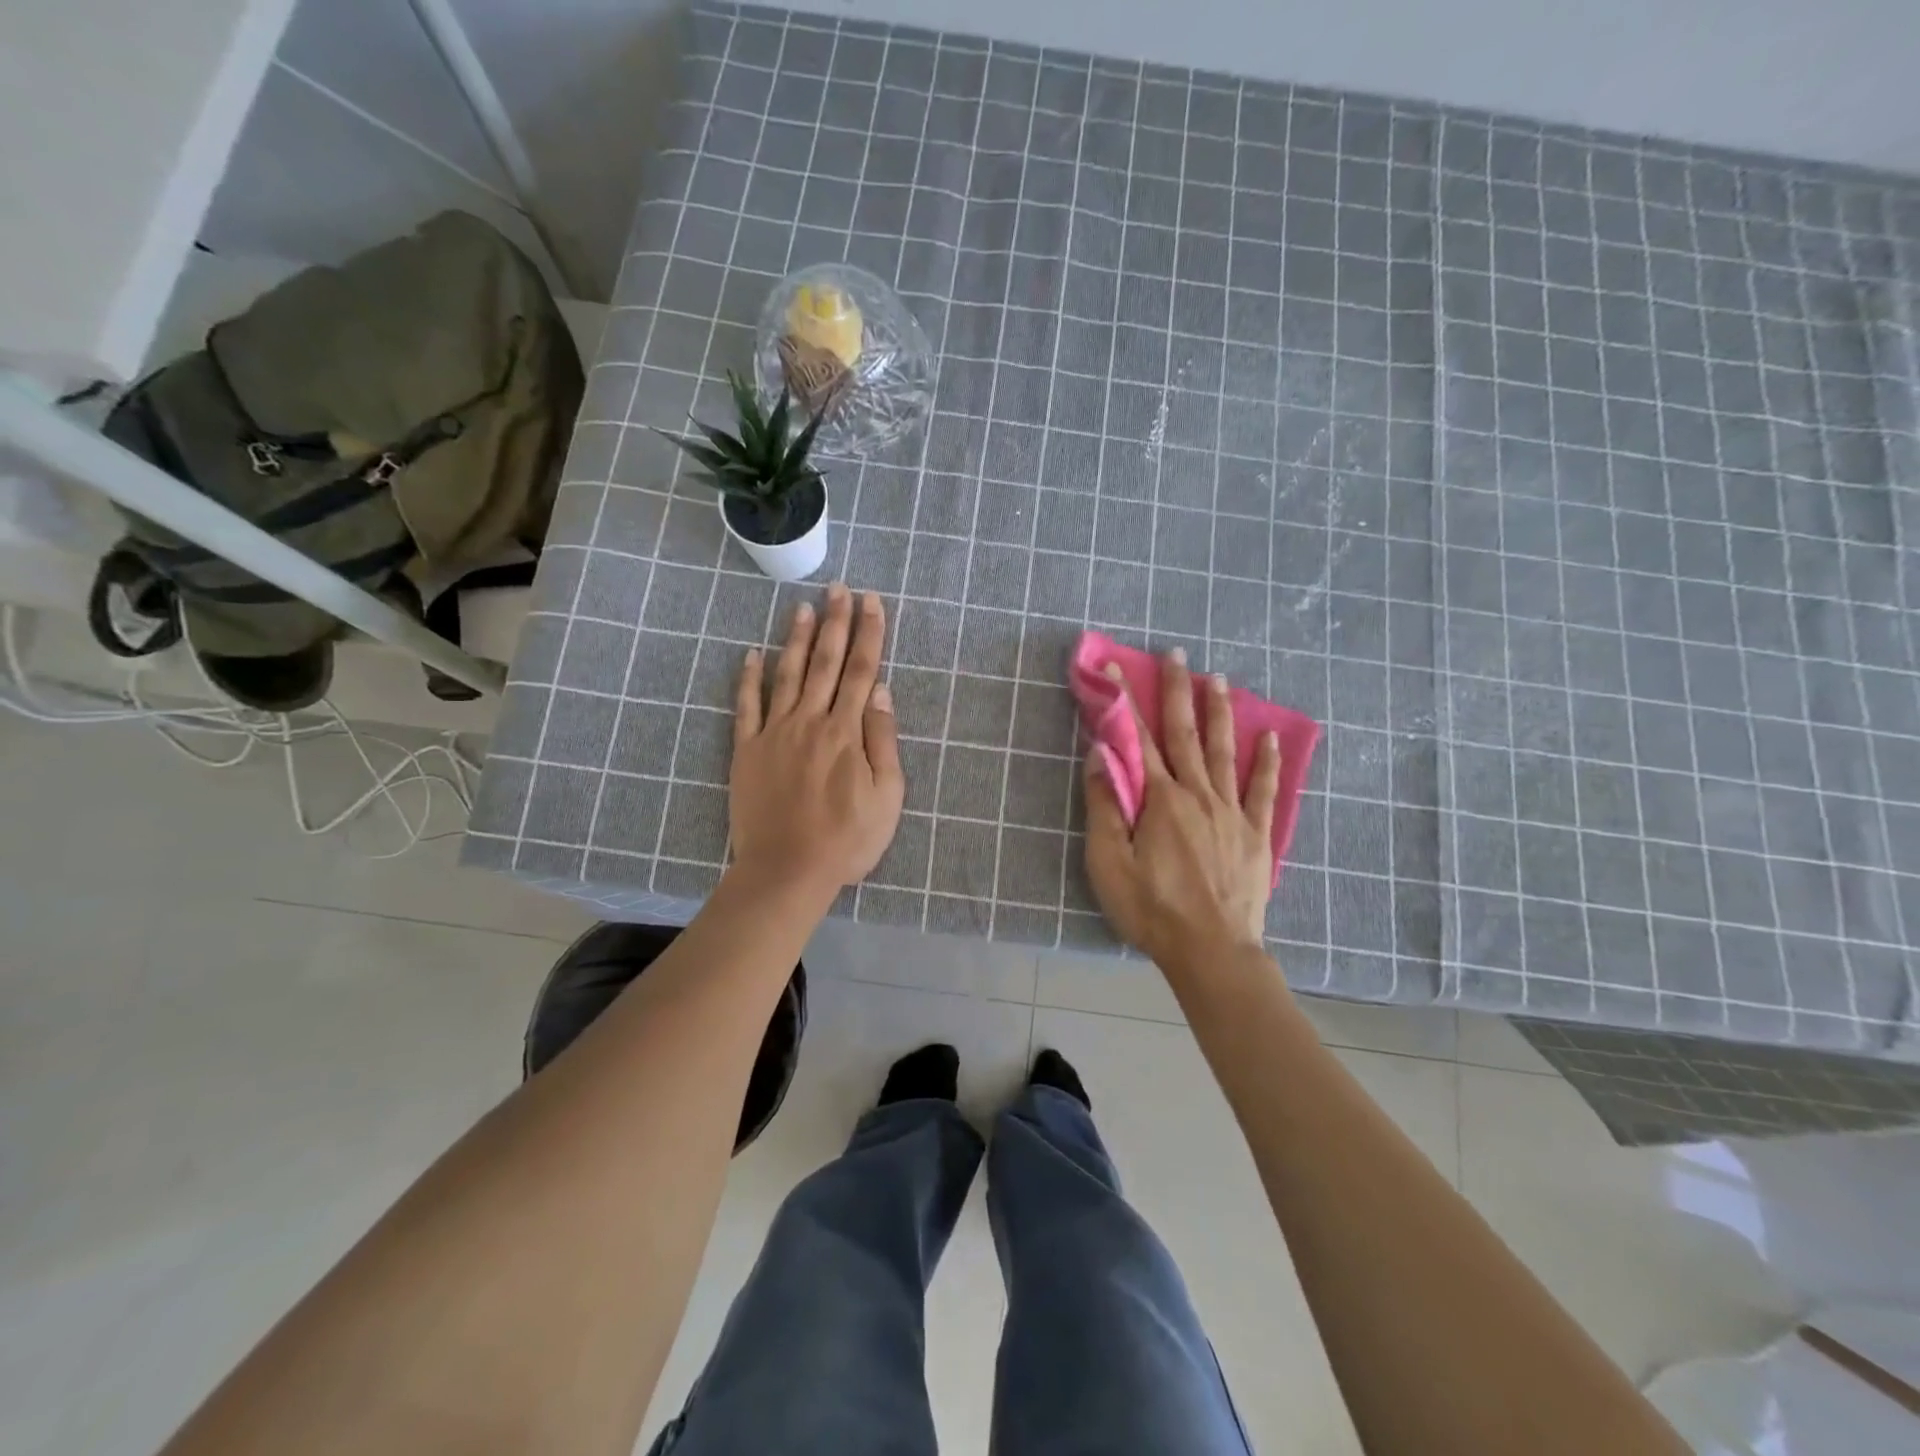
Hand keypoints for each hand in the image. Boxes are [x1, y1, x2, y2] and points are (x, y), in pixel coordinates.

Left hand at [729, 585, 904, 898]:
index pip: (862, 671)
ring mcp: (774, 733)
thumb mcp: (887, 797)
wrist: (787, 871)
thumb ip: (883, 741)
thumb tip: (881, 691)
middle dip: (835, 622)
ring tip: (803, 607)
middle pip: (826, 663)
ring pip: (787, 675)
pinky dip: (748, 678)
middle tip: (839, 589)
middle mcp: (810, 721)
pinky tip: (752, 653)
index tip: (872, 602)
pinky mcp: (746, 750)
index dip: (869, 634)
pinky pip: (746, 706)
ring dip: (797, 639)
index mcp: (847, 732)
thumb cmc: (846, 840)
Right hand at [1082, 649, 1281, 970]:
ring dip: (1219, 712)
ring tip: (1218, 678)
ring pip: (1225, 752)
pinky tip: (1271, 738)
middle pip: (1186, 734)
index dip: (1125, 702)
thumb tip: (1102, 754)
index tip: (1116, 668)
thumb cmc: (1152, 910)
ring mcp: (1232, 812)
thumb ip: (1105, 806)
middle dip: (1178, 691)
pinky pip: (1263, 790)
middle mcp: (1198, 795)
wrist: (1212, 952)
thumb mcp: (1110, 863)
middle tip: (1178, 654)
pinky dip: (1267, 762)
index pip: (1138, 740)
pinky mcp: (1256, 834)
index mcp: (1161, 800)